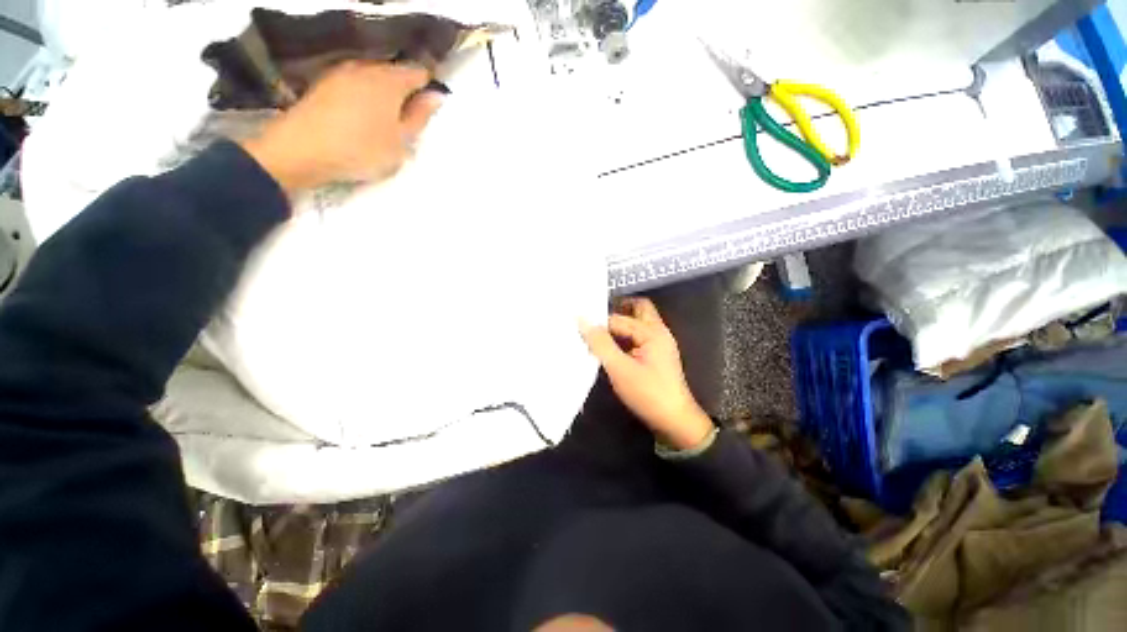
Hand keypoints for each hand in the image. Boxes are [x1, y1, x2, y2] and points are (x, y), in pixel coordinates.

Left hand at [241, 61, 442, 193]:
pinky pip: (355, 83)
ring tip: (387, 118)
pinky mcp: (325, 82)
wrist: (302, 149)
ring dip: (384, 92)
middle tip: (410, 119)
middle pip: (395, 71)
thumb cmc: (361, 148)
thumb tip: (436, 96)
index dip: (429, 87)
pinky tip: (363, 115)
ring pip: (374, 76)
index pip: (419, 73)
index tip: (431, 108)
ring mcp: (343, 72)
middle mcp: (367, 67)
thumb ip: (419, 117)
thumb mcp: (401, 141)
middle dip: (406, 90)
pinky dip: (365, 95)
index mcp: (391, 80)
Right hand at [580, 298, 713, 449]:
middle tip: (594, 319)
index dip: (599, 322)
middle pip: (638, 309)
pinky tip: (610, 347)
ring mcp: (659, 344)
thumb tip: (582, 320)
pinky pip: (638, 336)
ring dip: (620, 324)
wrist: (674, 422)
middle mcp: (658, 332)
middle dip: (617, 310)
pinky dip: (625, 336)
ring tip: (597, 333)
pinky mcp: (656, 356)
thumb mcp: (620, 369)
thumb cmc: (648, 394)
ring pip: (638, 323)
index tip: (579, 324)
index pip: (619, 319)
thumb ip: (601, 344)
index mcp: (652, 332)